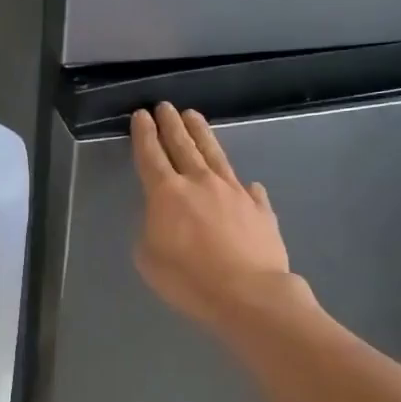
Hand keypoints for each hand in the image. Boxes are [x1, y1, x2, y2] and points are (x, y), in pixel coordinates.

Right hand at [131, 102, 295, 330]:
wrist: (248, 294)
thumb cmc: (189, 279)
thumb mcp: (148, 259)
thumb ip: (152, 230)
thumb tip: (166, 219)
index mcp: (167, 193)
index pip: (151, 155)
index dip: (144, 134)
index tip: (141, 116)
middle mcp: (200, 182)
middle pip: (183, 145)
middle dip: (171, 124)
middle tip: (165, 106)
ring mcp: (234, 192)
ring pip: (214, 154)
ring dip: (201, 134)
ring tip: (194, 116)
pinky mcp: (259, 208)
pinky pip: (248, 190)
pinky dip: (242, 184)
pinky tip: (246, 182)